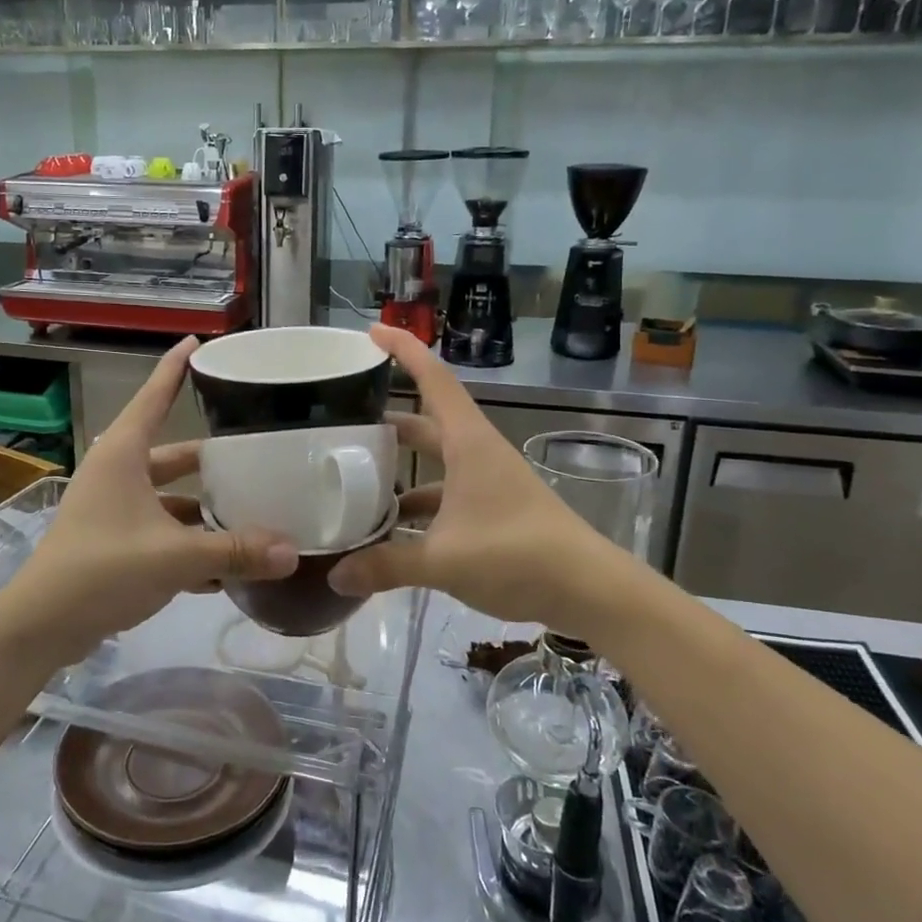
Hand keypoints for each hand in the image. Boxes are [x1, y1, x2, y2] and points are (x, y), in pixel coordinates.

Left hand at [3, 337, 297, 660]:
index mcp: (123, 456)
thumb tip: (292, 552)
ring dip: (205, 509)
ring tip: (252, 512)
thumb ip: (234, 551)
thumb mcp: (174, 557)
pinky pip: (162, 533)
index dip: (175, 368)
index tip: (197, 342)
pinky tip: (226, 565)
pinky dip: (190, 543)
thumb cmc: (102, 570)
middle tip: (254, 452)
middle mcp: (118, 475)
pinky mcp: (114, 544)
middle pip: (173, 456)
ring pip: (170, 499)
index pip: (153, 398)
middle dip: (211, 459)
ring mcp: (113, 511)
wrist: (41, 627)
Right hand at [328, 325, 613, 628]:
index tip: (371, 331)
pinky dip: (418, 506)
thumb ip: (386, 565)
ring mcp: (486, 481)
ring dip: (401, 468)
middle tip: (343, 422)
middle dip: (387, 419)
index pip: (432, 378)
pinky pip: (445, 496)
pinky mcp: (492, 509)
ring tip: (356, 479)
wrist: (587, 589)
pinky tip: (391, 530)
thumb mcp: (443, 559)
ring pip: (434, 462)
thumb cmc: (516, 554)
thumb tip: (335, 576)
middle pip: (425, 422)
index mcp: (467, 442)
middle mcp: (475, 453)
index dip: (403, 350)